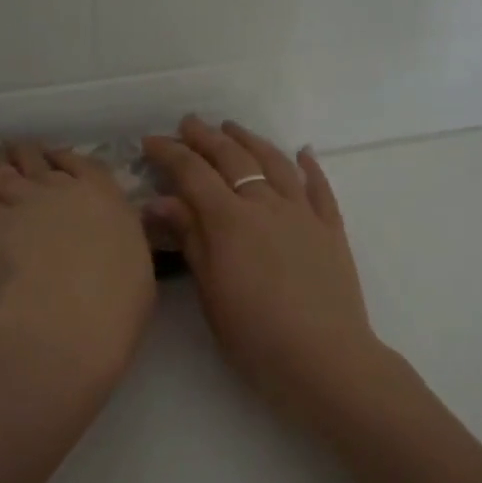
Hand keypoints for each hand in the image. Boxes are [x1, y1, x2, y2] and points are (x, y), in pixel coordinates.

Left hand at [0, 140, 156, 390]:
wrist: (66, 315)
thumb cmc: (117, 301)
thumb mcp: (136, 263)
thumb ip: (120, 240)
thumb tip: (110, 239)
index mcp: (105, 195)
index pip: (84, 164)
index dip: (67, 160)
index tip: (59, 160)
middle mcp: (63, 188)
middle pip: (40, 159)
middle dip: (30, 155)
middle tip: (21, 153)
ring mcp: (24, 200)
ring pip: (5, 168)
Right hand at [142, 118, 384, 422]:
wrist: (323, 358)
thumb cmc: (254, 334)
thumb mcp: (210, 291)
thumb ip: (190, 239)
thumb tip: (160, 201)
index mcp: (230, 220)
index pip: (194, 173)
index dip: (170, 153)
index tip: (150, 141)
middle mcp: (267, 205)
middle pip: (234, 159)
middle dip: (207, 138)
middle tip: (189, 123)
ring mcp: (304, 214)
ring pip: (275, 164)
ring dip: (252, 141)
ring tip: (234, 128)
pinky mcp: (331, 230)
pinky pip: (320, 188)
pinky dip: (309, 167)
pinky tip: (303, 152)